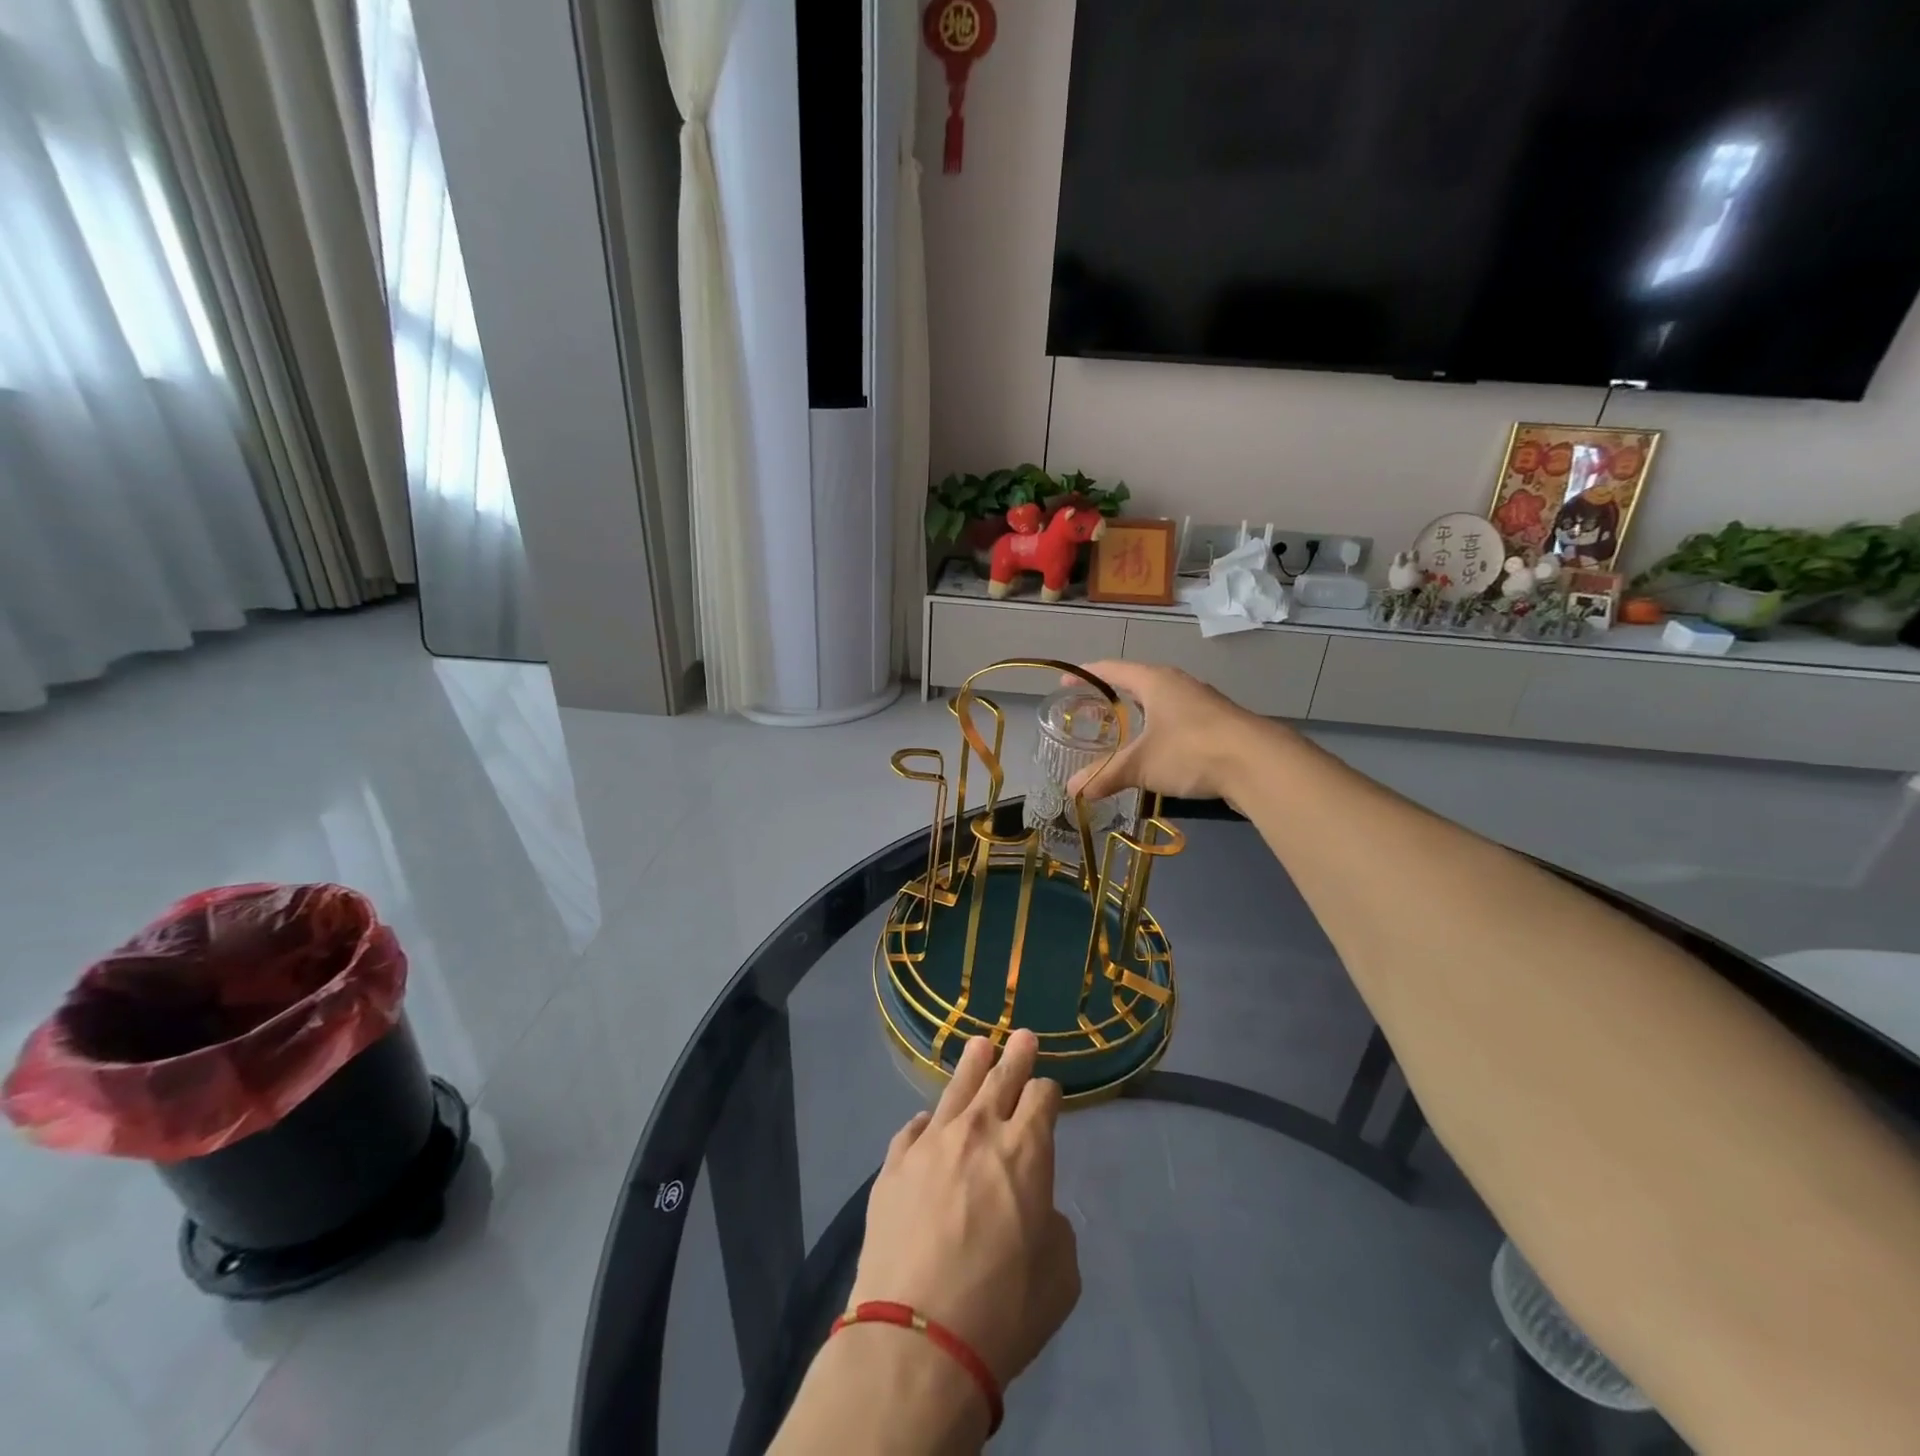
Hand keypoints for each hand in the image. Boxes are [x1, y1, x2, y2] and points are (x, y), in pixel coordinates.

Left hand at [852, 1031, 1079, 1387]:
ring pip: (956, 1089)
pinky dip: (926, 1123)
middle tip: (1023, 1037)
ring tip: (979, 1045)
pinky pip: (913, 1129)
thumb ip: (1055, 1227)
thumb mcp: (1060, 1277)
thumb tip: (1036, 1209)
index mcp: (1026, 1151)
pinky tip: (927, 1120)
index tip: (1048, 1093)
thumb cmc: (1002, 1311)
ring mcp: (931, 1143)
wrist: (917, 1339)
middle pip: (1001, 1078)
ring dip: (972, 1065)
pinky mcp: (893, 1164)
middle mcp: (979, 1132)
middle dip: (1016, 1056)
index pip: (1042, 1098)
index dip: (1048, 1092)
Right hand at [1066, 659, 1277, 802]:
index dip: (1085, 676)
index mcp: (1154, 680)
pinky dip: (1158, 730)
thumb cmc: (1191, 750)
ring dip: (1138, 715)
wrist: (1258, 763)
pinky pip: (1177, 720)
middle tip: (1088, 714)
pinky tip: (1155, 751)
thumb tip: (1073, 791)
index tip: (1064, 685)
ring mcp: (1201, 702)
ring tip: (1119, 734)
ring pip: (1159, 702)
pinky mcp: (1217, 723)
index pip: (1110, 669)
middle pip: (1136, 683)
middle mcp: (1177, 684)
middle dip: (1111, 698)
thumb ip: (1105, 775)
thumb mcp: (1141, 765)